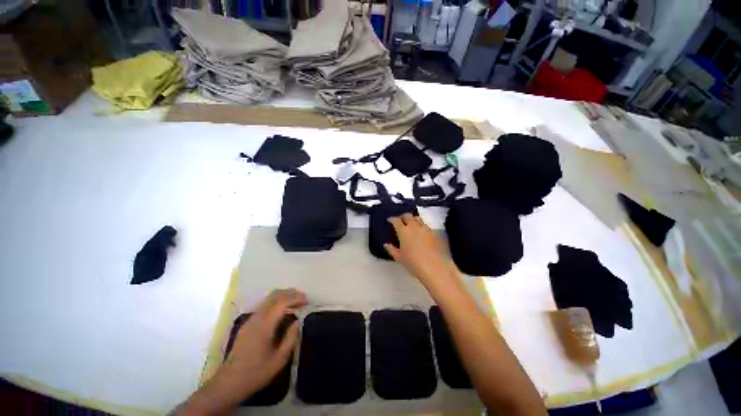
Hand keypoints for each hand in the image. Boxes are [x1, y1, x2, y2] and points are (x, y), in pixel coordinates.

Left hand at [181, 289, 306, 414]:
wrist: (229, 382)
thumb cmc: (256, 372)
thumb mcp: (279, 359)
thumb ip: (290, 338)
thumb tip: (297, 321)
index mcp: (264, 324)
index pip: (282, 301)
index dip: (296, 297)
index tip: (307, 301)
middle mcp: (257, 317)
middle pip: (275, 295)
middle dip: (291, 293)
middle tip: (303, 299)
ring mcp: (251, 319)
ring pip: (269, 298)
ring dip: (284, 296)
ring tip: (296, 302)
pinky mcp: (248, 323)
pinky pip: (265, 304)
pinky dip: (277, 301)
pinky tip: (283, 311)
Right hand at [385, 214, 455, 285]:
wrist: (434, 267)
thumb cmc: (413, 263)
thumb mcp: (399, 258)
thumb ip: (391, 249)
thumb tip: (386, 244)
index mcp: (403, 231)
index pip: (396, 220)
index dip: (392, 219)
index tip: (390, 220)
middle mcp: (414, 227)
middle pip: (407, 216)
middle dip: (403, 217)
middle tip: (400, 221)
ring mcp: (425, 229)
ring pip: (418, 218)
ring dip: (413, 219)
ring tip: (411, 224)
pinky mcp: (434, 233)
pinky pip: (426, 226)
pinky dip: (422, 226)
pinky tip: (422, 233)